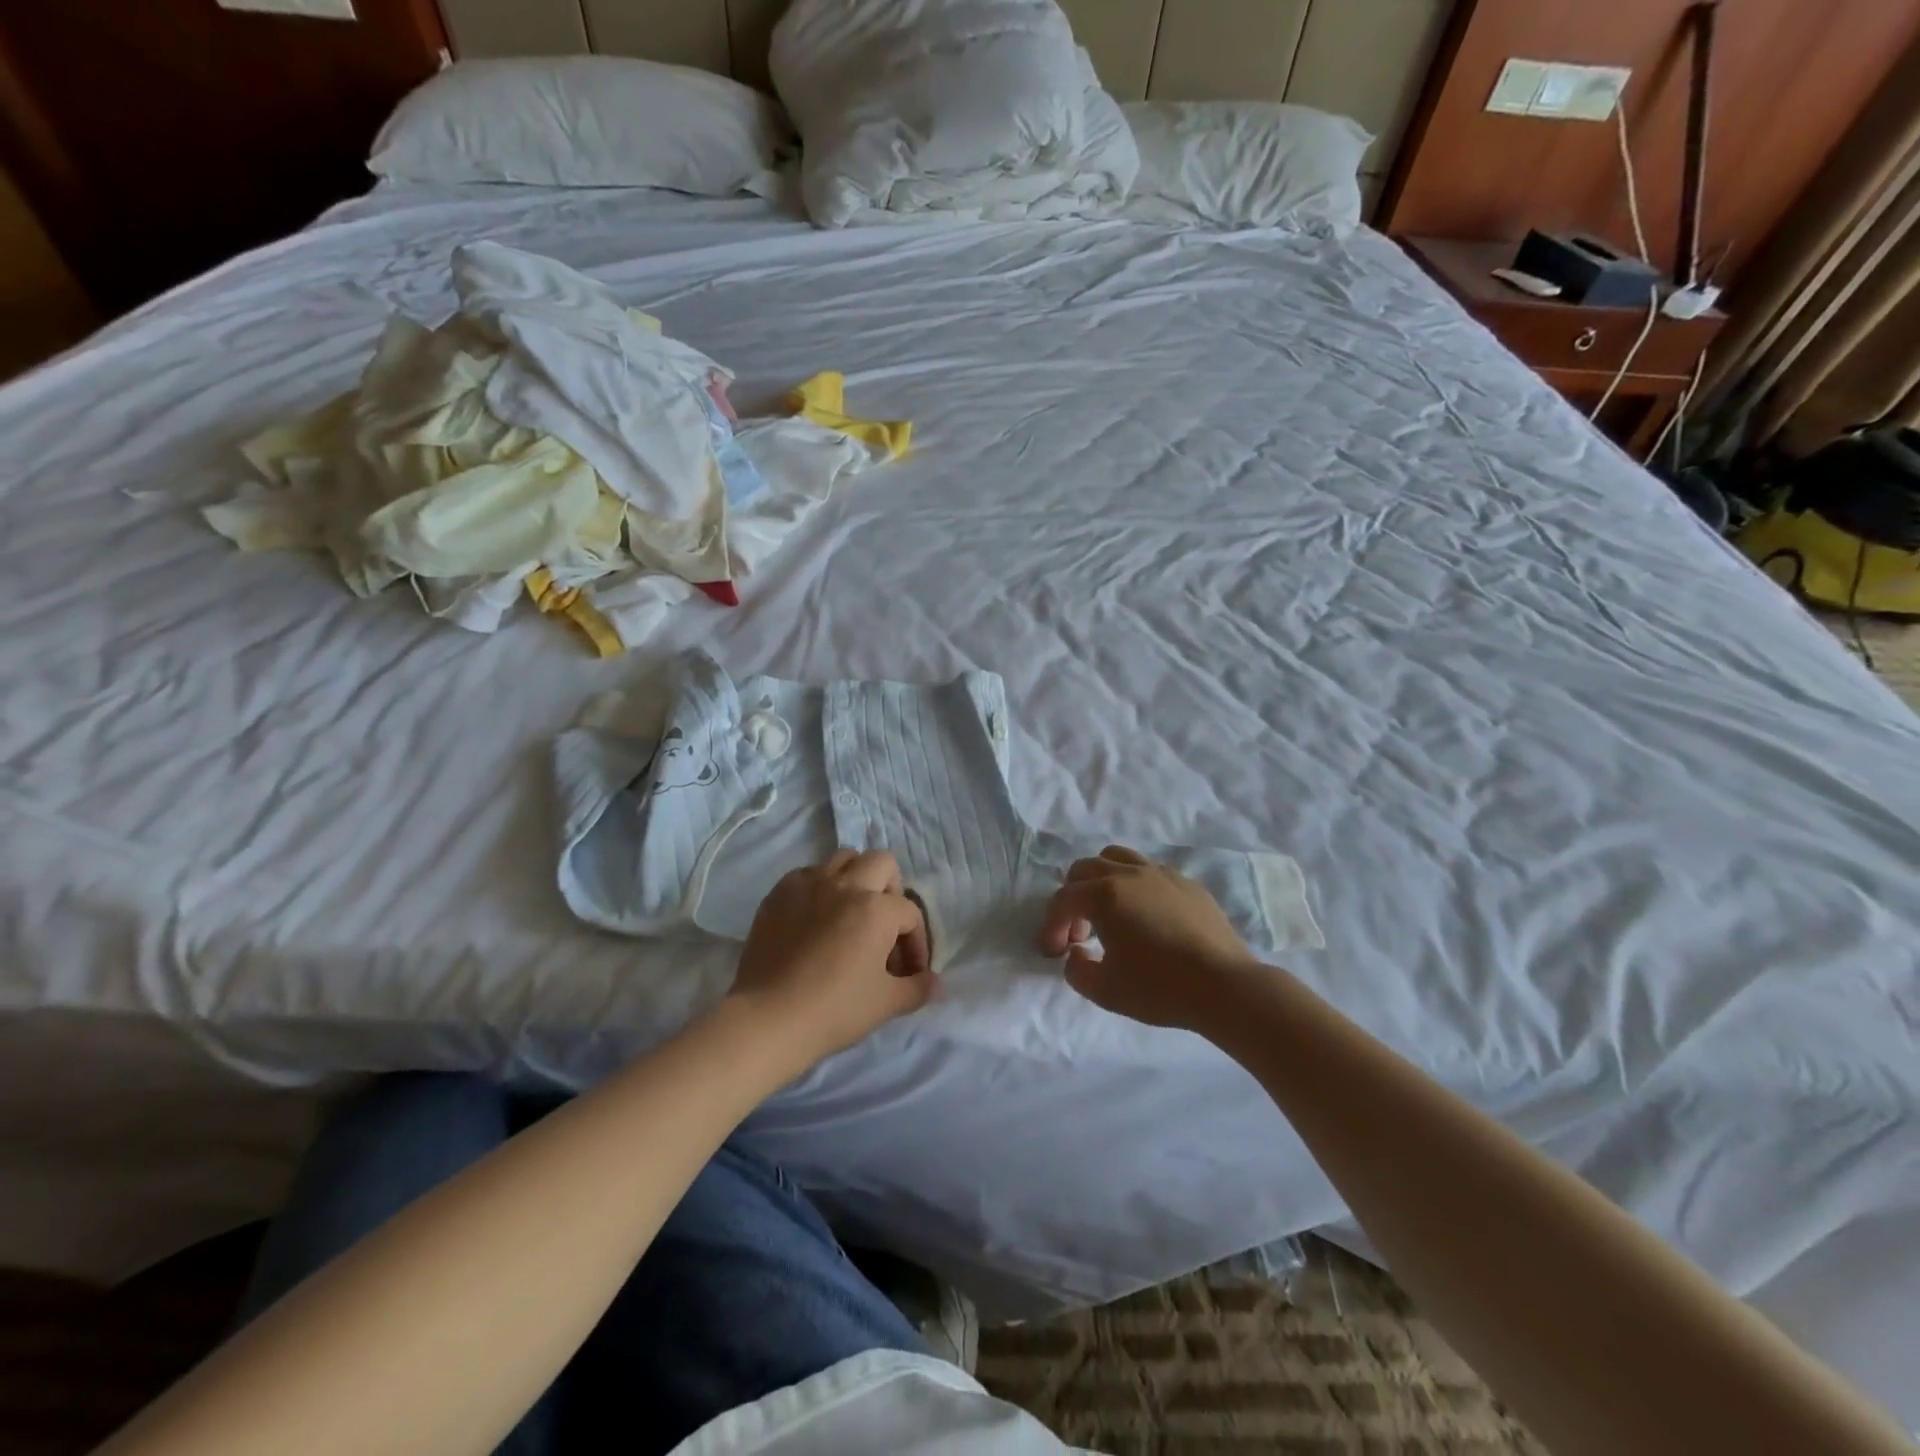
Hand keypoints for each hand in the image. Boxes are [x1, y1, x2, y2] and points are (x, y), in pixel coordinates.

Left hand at [727, 850, 933, 1070]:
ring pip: (842, 859)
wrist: (768, 1019)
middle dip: (891, 890)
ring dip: (854, 879)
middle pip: (881, 863)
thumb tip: (936, 983)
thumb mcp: (886, 1004)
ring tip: (850, 914)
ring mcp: (808, 885)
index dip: (916, 944)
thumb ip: (918, 989)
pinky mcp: (778, 894)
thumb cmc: (834, 1010)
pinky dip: (818, 889)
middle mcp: (845, 885)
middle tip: (884, 925)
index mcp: (877, 909)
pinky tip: (814, 919)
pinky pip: (807, 875)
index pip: (910, 914)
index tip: (908, 973)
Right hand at [1039, 846, 1259, 1031]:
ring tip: (1108, 912)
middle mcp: (1129, 874)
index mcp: (1104, 895)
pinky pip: (1148, 871)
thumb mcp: (1105, 991)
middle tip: (1080, 933)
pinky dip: (1134, 885)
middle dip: (1073, 899)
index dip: (1051, 926)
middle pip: (1084, 869)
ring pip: (1116, 857)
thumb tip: (1076, 952)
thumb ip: (1077, 971)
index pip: (1063, 900)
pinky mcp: (1187, 883)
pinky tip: (1145, 916)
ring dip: (1101, 881)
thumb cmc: (1160, 988)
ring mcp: (1161, 874)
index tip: (1053, 953)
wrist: (1225, 987)